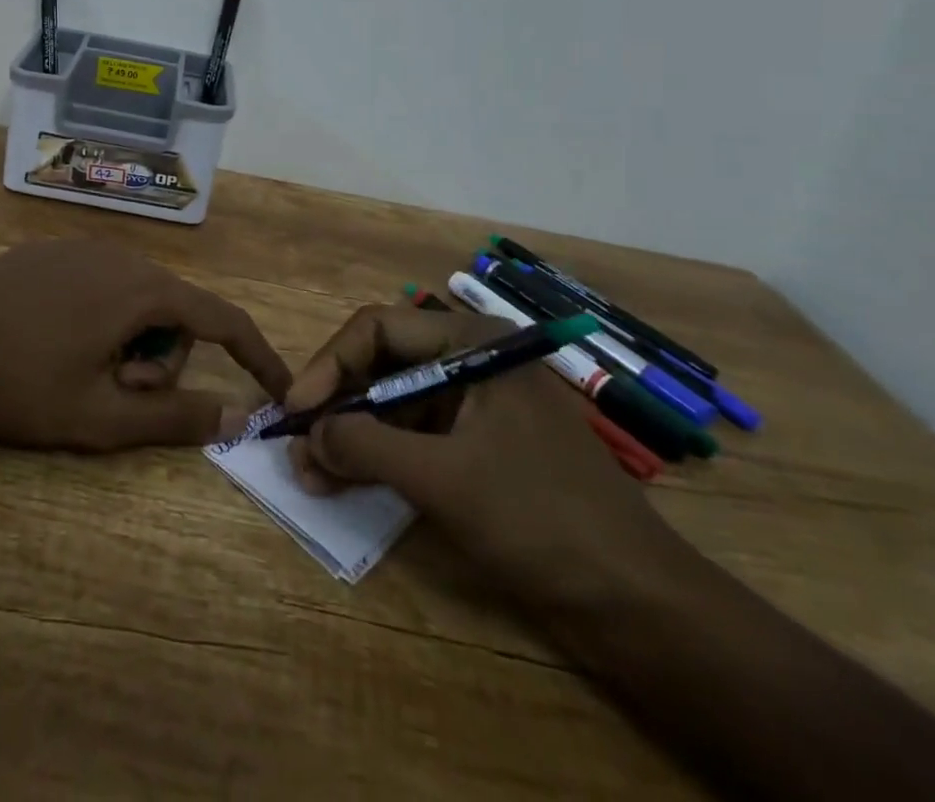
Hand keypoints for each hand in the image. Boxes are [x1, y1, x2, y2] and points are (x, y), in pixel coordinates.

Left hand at [0, 239, 291, 450]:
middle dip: (161, 361)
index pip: (222, 318)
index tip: (280, 387)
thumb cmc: (18, 386)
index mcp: (141, 290)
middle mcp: (121, 255)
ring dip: (130, 341)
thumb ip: (175, 418)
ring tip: (81, 370)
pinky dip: (103, 317)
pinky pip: (103, 283)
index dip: (257, 355)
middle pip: (174, 312)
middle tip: (115, 395)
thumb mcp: (100, 418)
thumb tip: (240, 415)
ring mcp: (83, 246)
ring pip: (138, 298)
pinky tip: (56, 341)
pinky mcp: (52, 250)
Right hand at [285, 303, 675, 599]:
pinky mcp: (481, 446)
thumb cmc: (540, 518)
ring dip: (352, 434)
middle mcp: (472, 360)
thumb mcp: (443, 478)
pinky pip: (416, 436)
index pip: (379, 329)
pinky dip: (380, 456)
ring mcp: (478, 405)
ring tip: (312, 472)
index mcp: (472, 342)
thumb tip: (306, 435)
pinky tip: (347, 481)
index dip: (329, 365)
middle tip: (296, 444)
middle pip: (384, 364)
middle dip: (337, 404)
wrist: (641, 604)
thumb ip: (365, 446)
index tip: (294, 409)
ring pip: (395, 403)